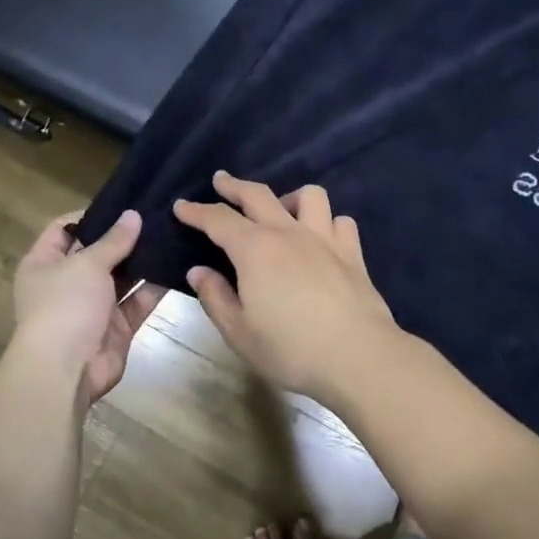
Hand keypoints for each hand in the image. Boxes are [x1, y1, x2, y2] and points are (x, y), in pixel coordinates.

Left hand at [11, 209, 163, 402]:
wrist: (65, 371)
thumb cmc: (64, 306)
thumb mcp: (86, 264)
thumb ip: (113, 240)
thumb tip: (133, 215)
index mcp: (44, 263)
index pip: (63, 229)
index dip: (89, 215)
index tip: (122, 204)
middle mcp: (66, 283)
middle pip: (97, 253)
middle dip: (124, 237)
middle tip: (157, 215)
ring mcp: (92, 307)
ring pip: (122, 278)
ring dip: (143, 261)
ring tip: (172, 234)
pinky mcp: (116, 328)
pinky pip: (137, 302)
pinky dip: (154, 288)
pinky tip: (178, 266)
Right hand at [174, 172, 401, 404]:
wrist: (358, 357)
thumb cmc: (291, 349)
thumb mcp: (239, 332)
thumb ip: (215, 297)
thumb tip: (198, 271)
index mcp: (254, 250)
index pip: (218, 219)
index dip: (196, 211)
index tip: (180, 206)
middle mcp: (288, 233)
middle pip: (258, 195)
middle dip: (234, 186)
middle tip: (220, 181)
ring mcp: (325, 239)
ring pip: (308, 196)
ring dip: (288, 197)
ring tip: (281, 211)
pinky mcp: (353, 254)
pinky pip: (340, 222)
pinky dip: (327, 222)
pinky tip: (321, 238)